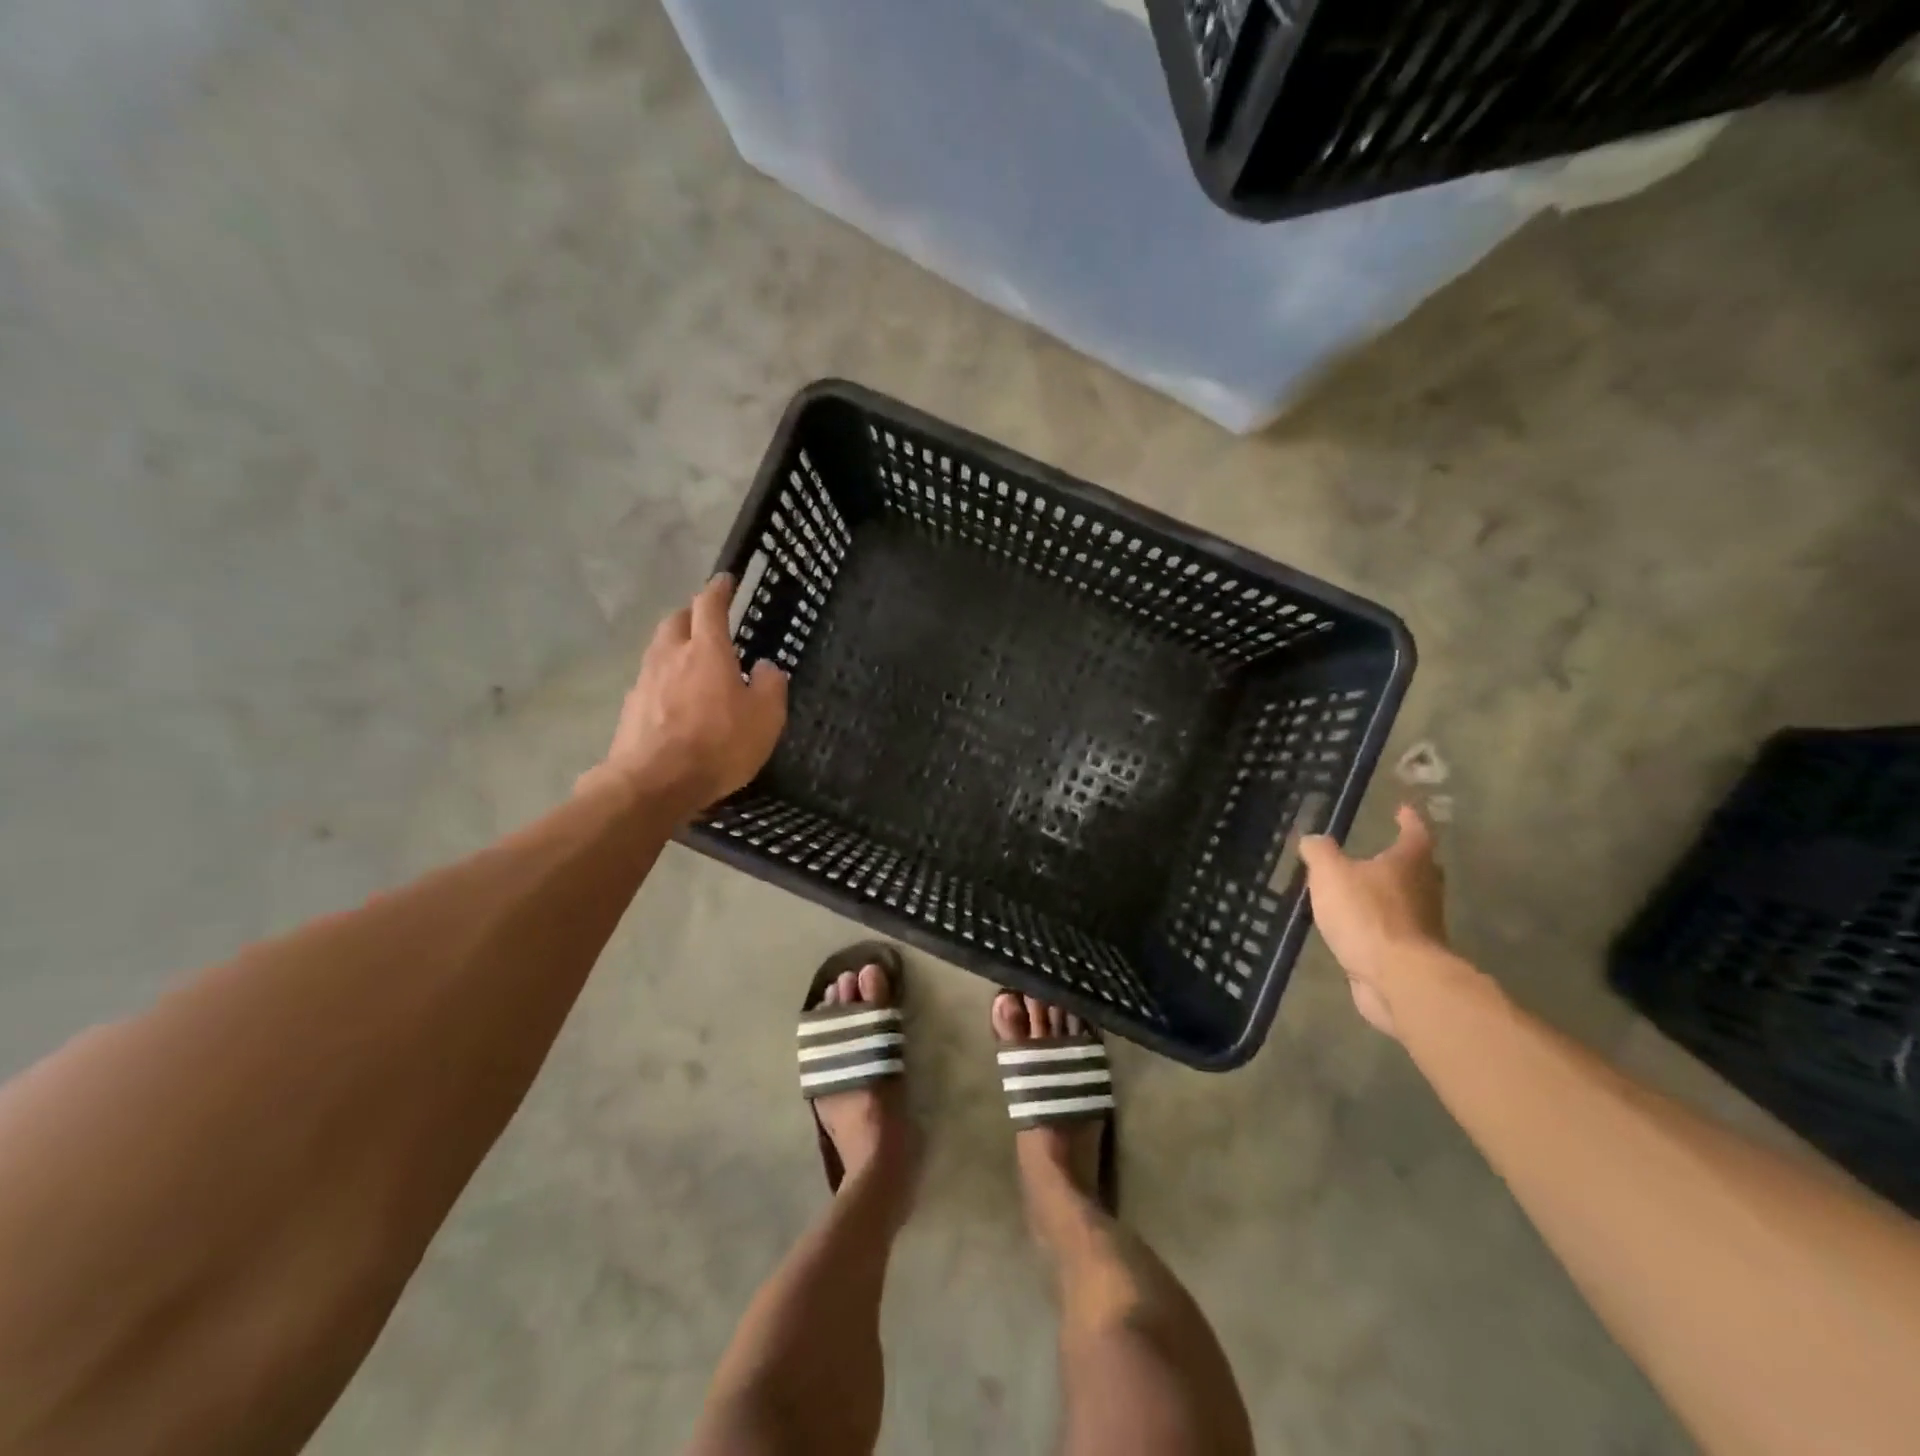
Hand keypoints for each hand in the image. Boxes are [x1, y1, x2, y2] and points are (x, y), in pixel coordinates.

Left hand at [586, 575, 787, 813]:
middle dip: (692, 614)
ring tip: (692, 661)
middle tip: (707, 621)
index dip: (719, 590)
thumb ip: (770, 686)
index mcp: (707, 650)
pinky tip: (676, 700)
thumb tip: (765, 667)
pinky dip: (665, 680)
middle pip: (676, 621)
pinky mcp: (631, 708)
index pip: (709, 606)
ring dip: (676, 646)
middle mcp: (671, 656)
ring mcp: (645, 681)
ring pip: (659, 649)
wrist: (653, 783)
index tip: (725, 580)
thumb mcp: (765, 718)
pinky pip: (651, 681)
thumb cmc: (718, 745)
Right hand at [1298, 804, 1448, 1036]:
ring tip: (1358, 890)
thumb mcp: (1331, 874)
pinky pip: (1393, 930)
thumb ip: (1320, 853)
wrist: (1398, 979)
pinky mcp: (1412, 955)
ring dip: (1387, 894)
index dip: (1408, 818)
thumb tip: (1313, 839)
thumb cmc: (1367, 915)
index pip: (1415, 831)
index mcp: (1410, 862)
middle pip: (1419, 868)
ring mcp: (1423, 925)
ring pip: (1406, 901)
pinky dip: (1377, 925)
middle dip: (1402, 859)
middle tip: (1383, 850)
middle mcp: (1425, 890)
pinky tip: (1355, 928)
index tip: (1403, 808)